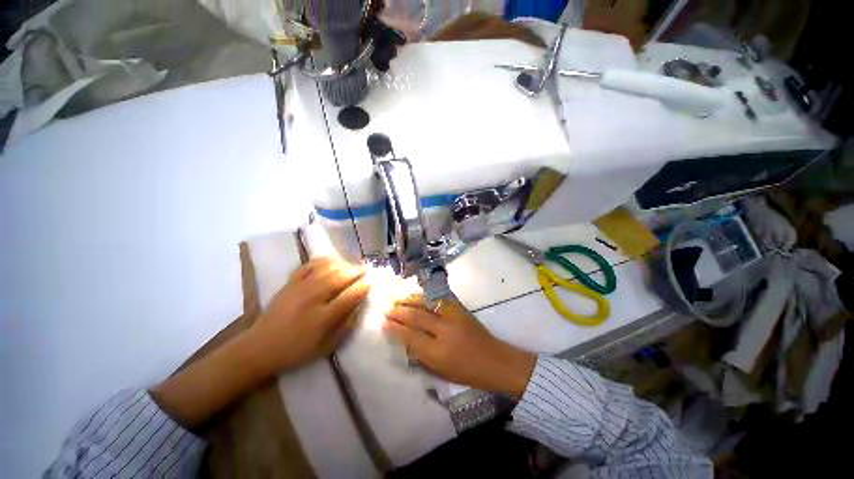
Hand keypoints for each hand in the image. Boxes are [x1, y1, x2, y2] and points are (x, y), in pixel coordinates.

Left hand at [247, 257, 370, 373]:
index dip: (364, 285)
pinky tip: (333, 263)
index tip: (373, 281)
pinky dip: (325, 260)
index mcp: (322, 318)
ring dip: (344, 264)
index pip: (350, 295)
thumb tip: (360, 303)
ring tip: (351, 268)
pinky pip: (311, 264)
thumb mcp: (327, 346)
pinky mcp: (290, 281)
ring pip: (328, 267)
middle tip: (365, 271)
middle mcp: (312, 298)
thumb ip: (346, 324)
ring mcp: (300, 287)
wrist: (260, 347)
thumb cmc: (297, 350)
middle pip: (341, 276)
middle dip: (357, 271)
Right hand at [384, 296, 535, 398]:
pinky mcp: (460, 308)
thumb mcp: (440, 371)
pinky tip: (418, 295)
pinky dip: (426, 295)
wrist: (495, 360)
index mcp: (438, 352)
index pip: (410, 336)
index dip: (395, 328)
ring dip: (410, 300)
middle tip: (388, 309)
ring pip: (427, 303)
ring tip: (399, 299)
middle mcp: (444, 331)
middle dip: (399, 312)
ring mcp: (453, 316)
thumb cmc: (467, 372)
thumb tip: (405, 339)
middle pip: (417, 316)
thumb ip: (421, 355)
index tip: (384, 322)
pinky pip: (439, 298)